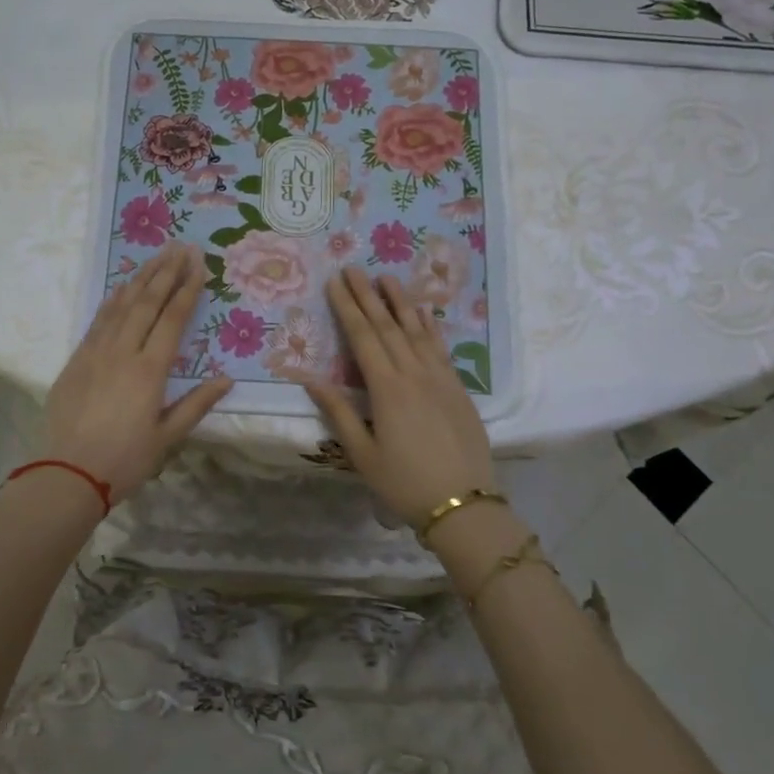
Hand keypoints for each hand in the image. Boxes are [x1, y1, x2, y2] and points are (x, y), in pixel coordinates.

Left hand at [45, 243, 232, 502]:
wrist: (68, 473)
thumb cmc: (125, 459)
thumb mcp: (167, 436)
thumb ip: (197, 404)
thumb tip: (226, 379)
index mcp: (150, 370)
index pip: (173, 319)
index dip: (187, 289)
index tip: (199, 264)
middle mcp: (123, 352)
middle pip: (148, 302)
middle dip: (166, 272)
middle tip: (181, 247)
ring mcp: (96, 352)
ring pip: (122, 305)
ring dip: (141, 278)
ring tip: (157, 255)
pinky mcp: (77, 358)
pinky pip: (98, 320)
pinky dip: (113, 299)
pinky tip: (123, 286)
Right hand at [305, 267, 493, 528]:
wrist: (463, 504)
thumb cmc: (404, 483)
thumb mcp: (362, 454)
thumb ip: (338, 412)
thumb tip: (310, 379)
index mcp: (386, 388)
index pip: (362, 337)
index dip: (347, 307)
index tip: (335, 282)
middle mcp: (413, 373)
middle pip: (387, 326)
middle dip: (368, 295)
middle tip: (355, 268)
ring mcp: (440, 378)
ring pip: (417, 330)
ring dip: (400, 302)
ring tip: (387, 277)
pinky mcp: (458, 388)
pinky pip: (441, 348)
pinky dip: (430, 326)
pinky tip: (424, 312)